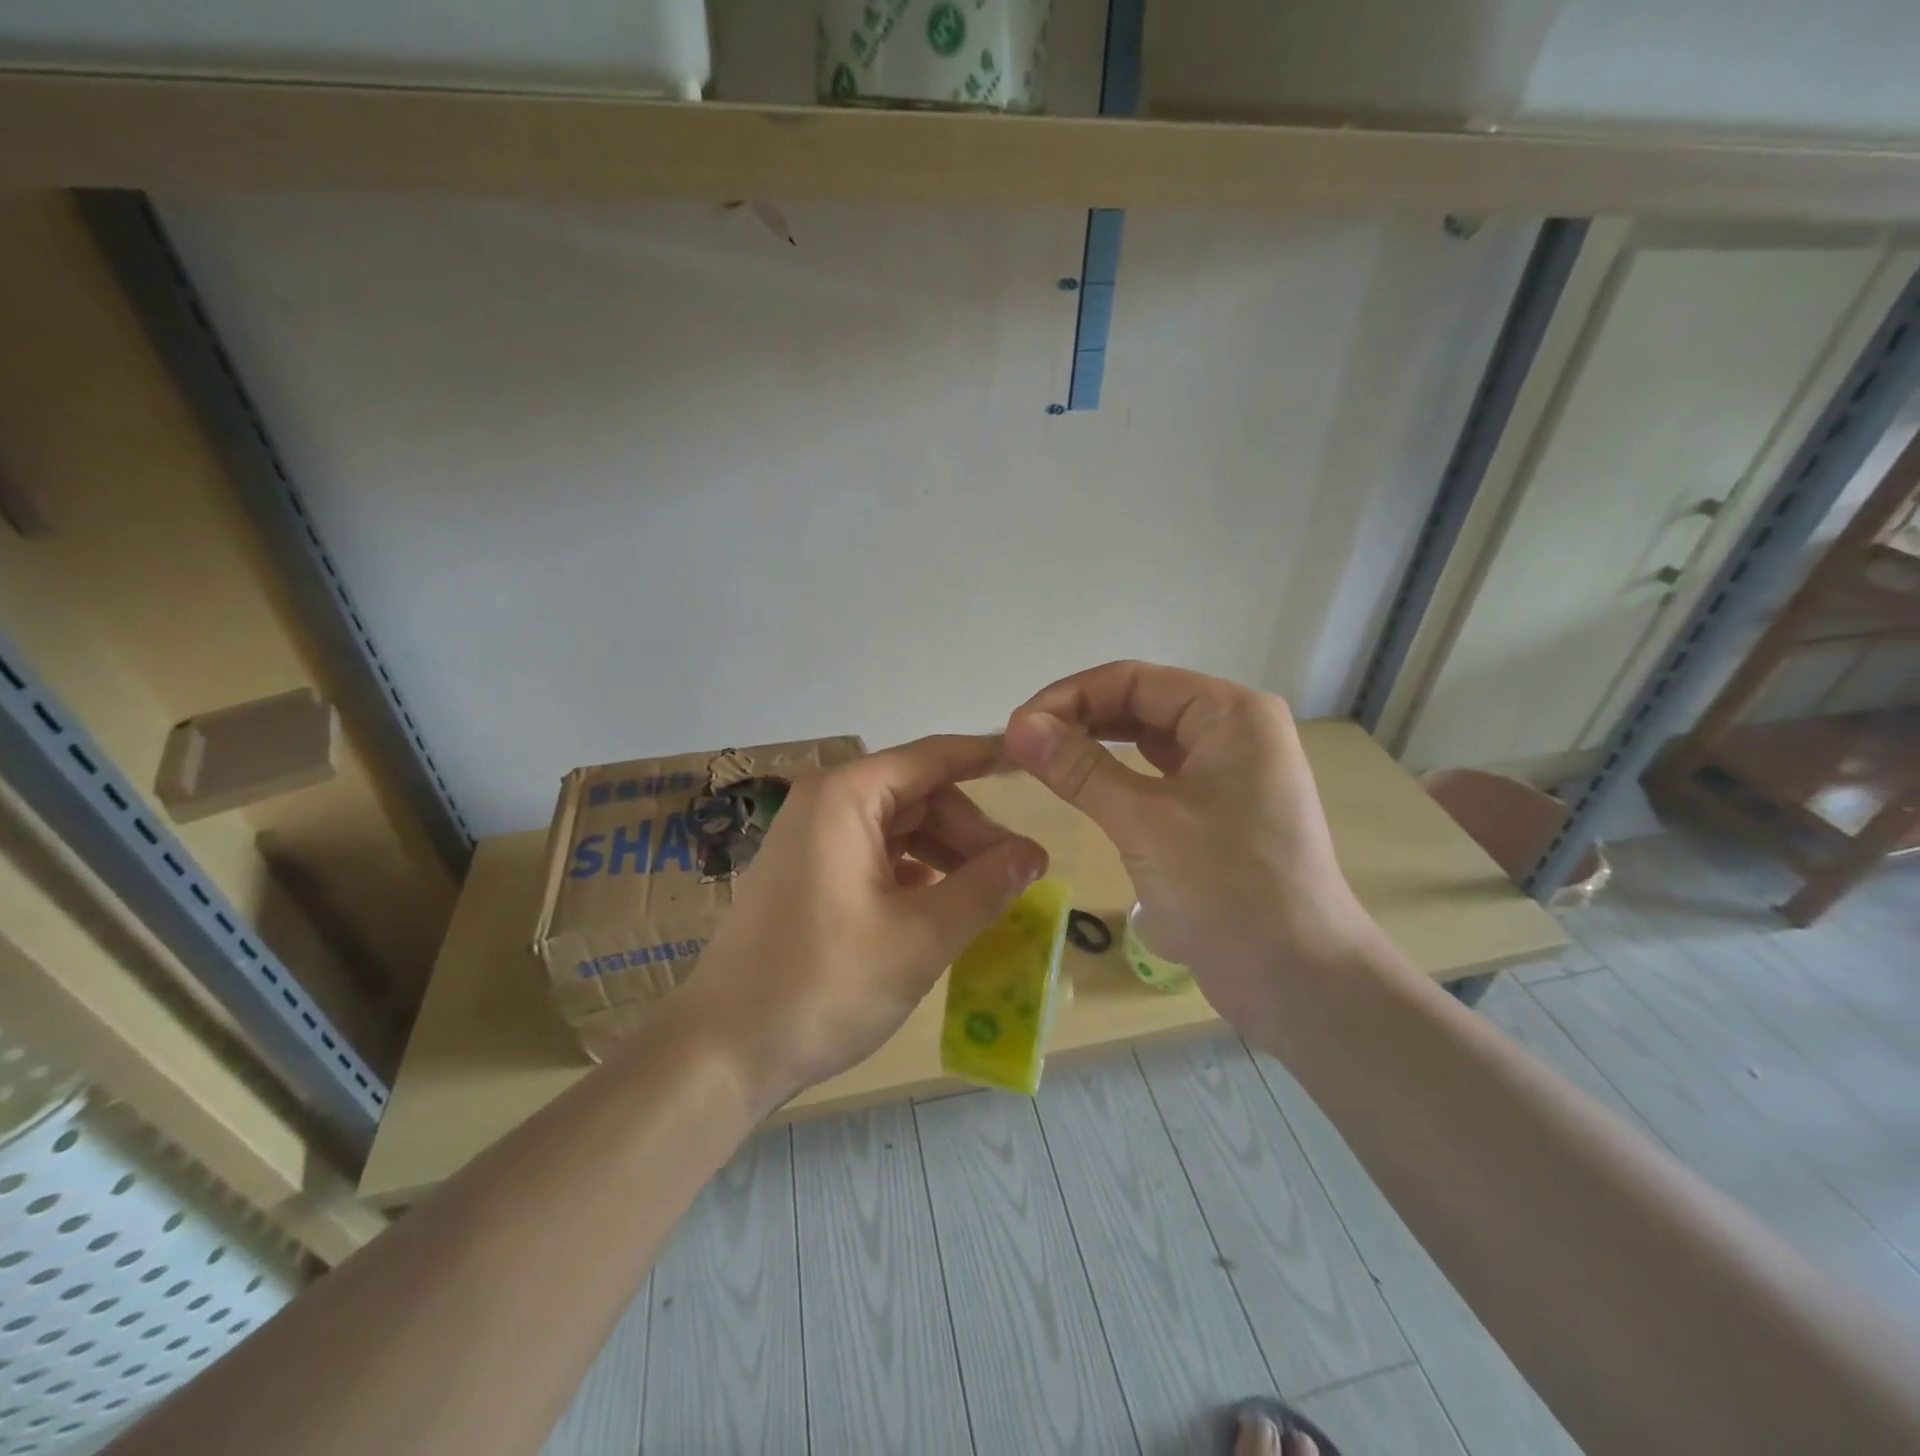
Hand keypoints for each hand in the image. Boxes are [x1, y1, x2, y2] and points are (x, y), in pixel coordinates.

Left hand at [679, 735, 1047, 1110]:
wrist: (723, 1052)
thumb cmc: (825, 985)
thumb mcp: (921, 937)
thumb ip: (984, 887)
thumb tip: (1034, 853)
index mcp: (847, 797)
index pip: (933, 757)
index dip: (986, 757)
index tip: (1033, 760)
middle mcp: (825, 804)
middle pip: (918, 795)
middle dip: (970, 830)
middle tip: (1018, 874)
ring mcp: (811, 840)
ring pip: (899, 828)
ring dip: (946, 855)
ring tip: (988, 894)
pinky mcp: (808, 874)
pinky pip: (875, 855)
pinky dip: (914, 872)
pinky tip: (941, 903)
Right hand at [1002, 661, 1377, 1036]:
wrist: (1299, 982)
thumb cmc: (1228, 889)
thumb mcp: (1145, 822)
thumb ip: (1079, 768)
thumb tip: (1017, 726)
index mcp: (1229, 713)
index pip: (1133, 681)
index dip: (1068, 697)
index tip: (1014, 729)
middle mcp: (1233, 730)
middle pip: (1140, 704)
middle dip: (1078, 719)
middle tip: (1019, 748)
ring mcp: (1228, 772)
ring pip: (1146, 741)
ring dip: (1094, 746)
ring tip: (1040, 762)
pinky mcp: (1218, 811)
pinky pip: (1157, 777)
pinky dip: (1116, 778)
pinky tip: (1082, 787)